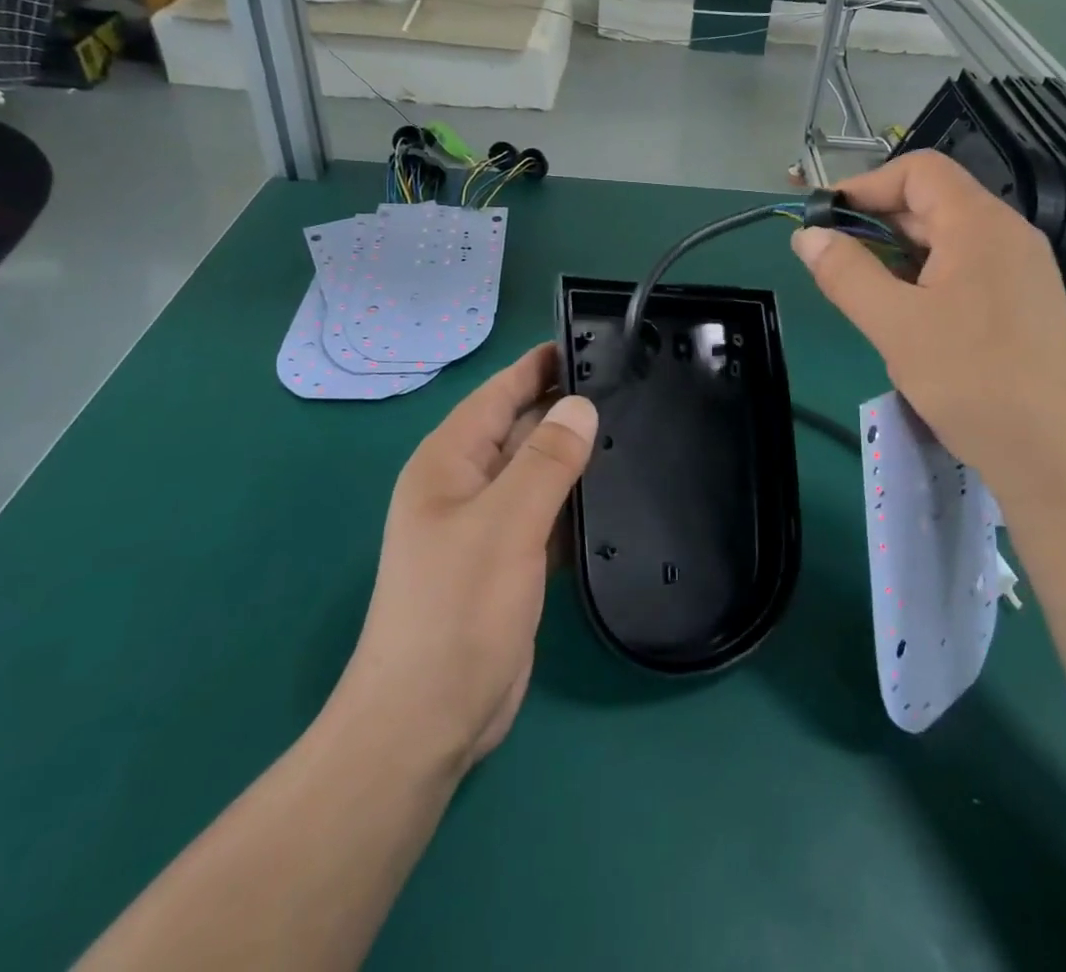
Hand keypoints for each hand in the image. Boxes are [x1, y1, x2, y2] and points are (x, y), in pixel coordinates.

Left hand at [332, 343, 596, 775]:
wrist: (428, 721)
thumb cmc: (456, 610)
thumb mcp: (505, 524)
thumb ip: (546, 460)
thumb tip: (580, 405)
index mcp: (449, 462)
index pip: (499, 394)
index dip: (540, 366)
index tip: (592, 343)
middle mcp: (466, 485)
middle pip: (522, 430)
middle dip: (568, 410)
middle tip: (632, 388)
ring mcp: (489, 526)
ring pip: (539, 474)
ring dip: (577, 458)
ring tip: (636, 431)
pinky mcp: (511, 562)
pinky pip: (549, 515)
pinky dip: (577, 504)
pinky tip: (618, 496)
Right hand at [791, 151, 1065, 503]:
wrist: (1052, 458)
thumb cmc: (970, 381)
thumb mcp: (894, 324)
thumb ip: (845, 272)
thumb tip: (807, 236)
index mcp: (980, 225)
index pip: (919, 170)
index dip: (866, 185)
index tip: (826, 220)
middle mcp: (1008, 235)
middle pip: (933, 201)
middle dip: (877, 222)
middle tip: (835, 261)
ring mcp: (1022, 269)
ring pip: (948, 238)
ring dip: (899, 252)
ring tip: (867, 292)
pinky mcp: (1025, 303)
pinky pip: (966, 268)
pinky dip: (926, 276)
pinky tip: (909, 317)